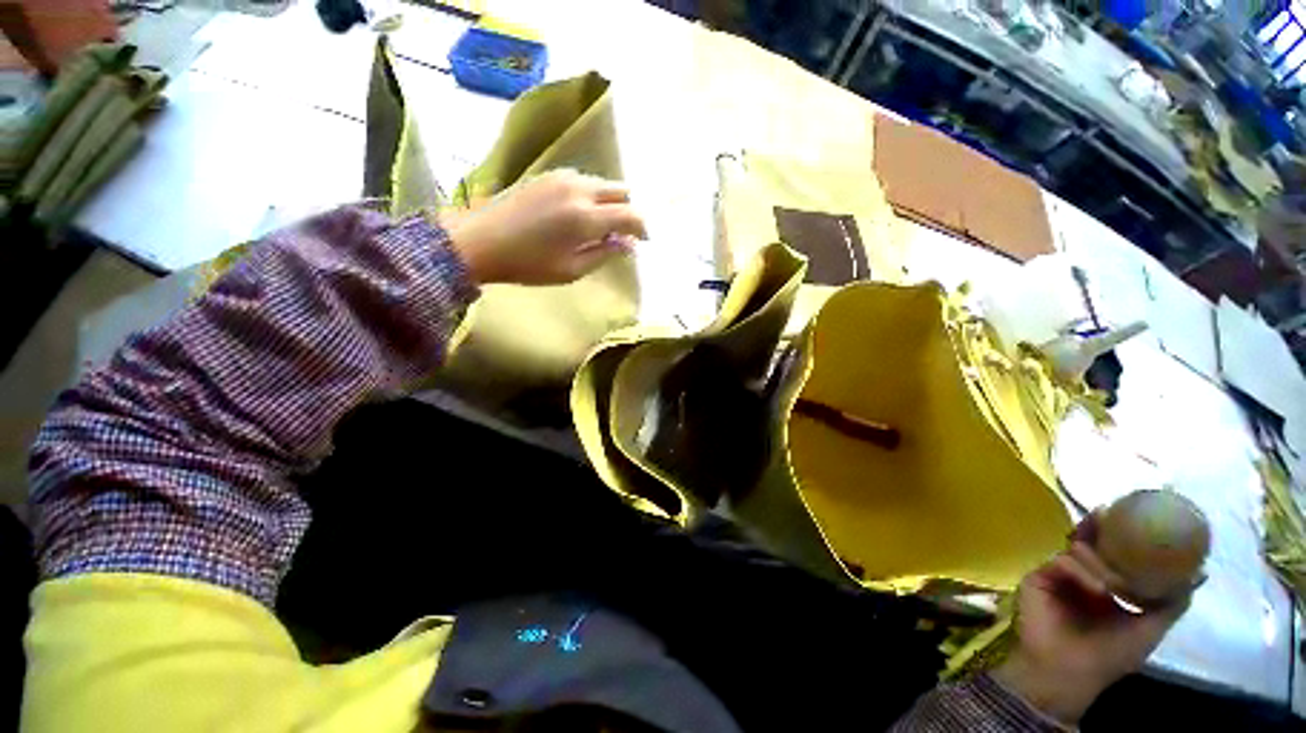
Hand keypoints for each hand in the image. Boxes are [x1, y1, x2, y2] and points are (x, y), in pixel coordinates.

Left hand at [444, 169, 647, 285]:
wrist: (480, 241)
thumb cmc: (528, 264)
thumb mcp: (572, 270)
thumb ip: (604, 254)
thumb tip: (628, 245)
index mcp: (586, 217)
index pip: (631, 215)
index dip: (642, 228)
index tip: (644, 241)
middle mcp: (579, 189)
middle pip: (621, 191)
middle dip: (629, 211)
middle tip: (623, 234)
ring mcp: (562, 178)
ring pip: (602, 184)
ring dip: (610, 203)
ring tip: (601, 227)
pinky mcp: (548, 175)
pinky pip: (583, 181)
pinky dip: (592, 196)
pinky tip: (580, 215)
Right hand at [993, 517, 1192, 724]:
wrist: (1068, 671)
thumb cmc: (1110, 655)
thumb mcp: (1149, 630)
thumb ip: (1171, 603)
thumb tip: (1201, 573)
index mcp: (1107, 584)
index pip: (1114, 551)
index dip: (1124, 534)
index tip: (1136, 515)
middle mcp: (1083, 574)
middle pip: (1091, 541)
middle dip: (1101, 528)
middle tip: (1109, 514)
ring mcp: (1059, 573)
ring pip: (1078, 549)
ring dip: (1099, 560)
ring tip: (1113, 584)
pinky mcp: (1040, 575)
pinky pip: (1062, 561)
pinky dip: (1082, 571)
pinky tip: (1097, 590)